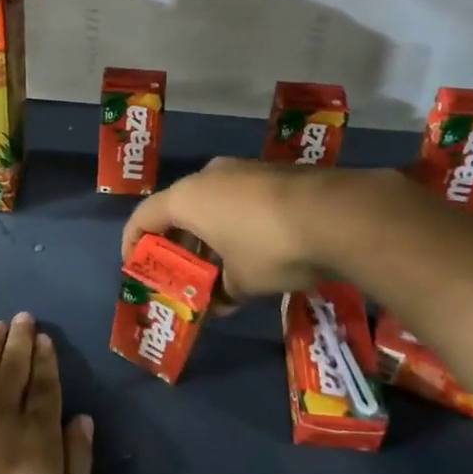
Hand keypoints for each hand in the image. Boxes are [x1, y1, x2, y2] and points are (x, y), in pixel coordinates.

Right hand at [122, 157, 360, 300]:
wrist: (339, 215)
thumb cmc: (270, 248)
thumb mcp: (241, 281)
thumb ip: (221, 291)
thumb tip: (218, 303)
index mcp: (187, 198)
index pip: (142, 217)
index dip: (133, 244)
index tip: (136, 268)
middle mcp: (209, 176)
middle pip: (178, 210)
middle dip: (177, 244)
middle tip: (181, 274)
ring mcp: (244, 170)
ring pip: (212, 204)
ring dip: (209, 236)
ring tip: (219, 269)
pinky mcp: (274, 173)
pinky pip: (241, 200)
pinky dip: (236, 225)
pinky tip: (254, 252)